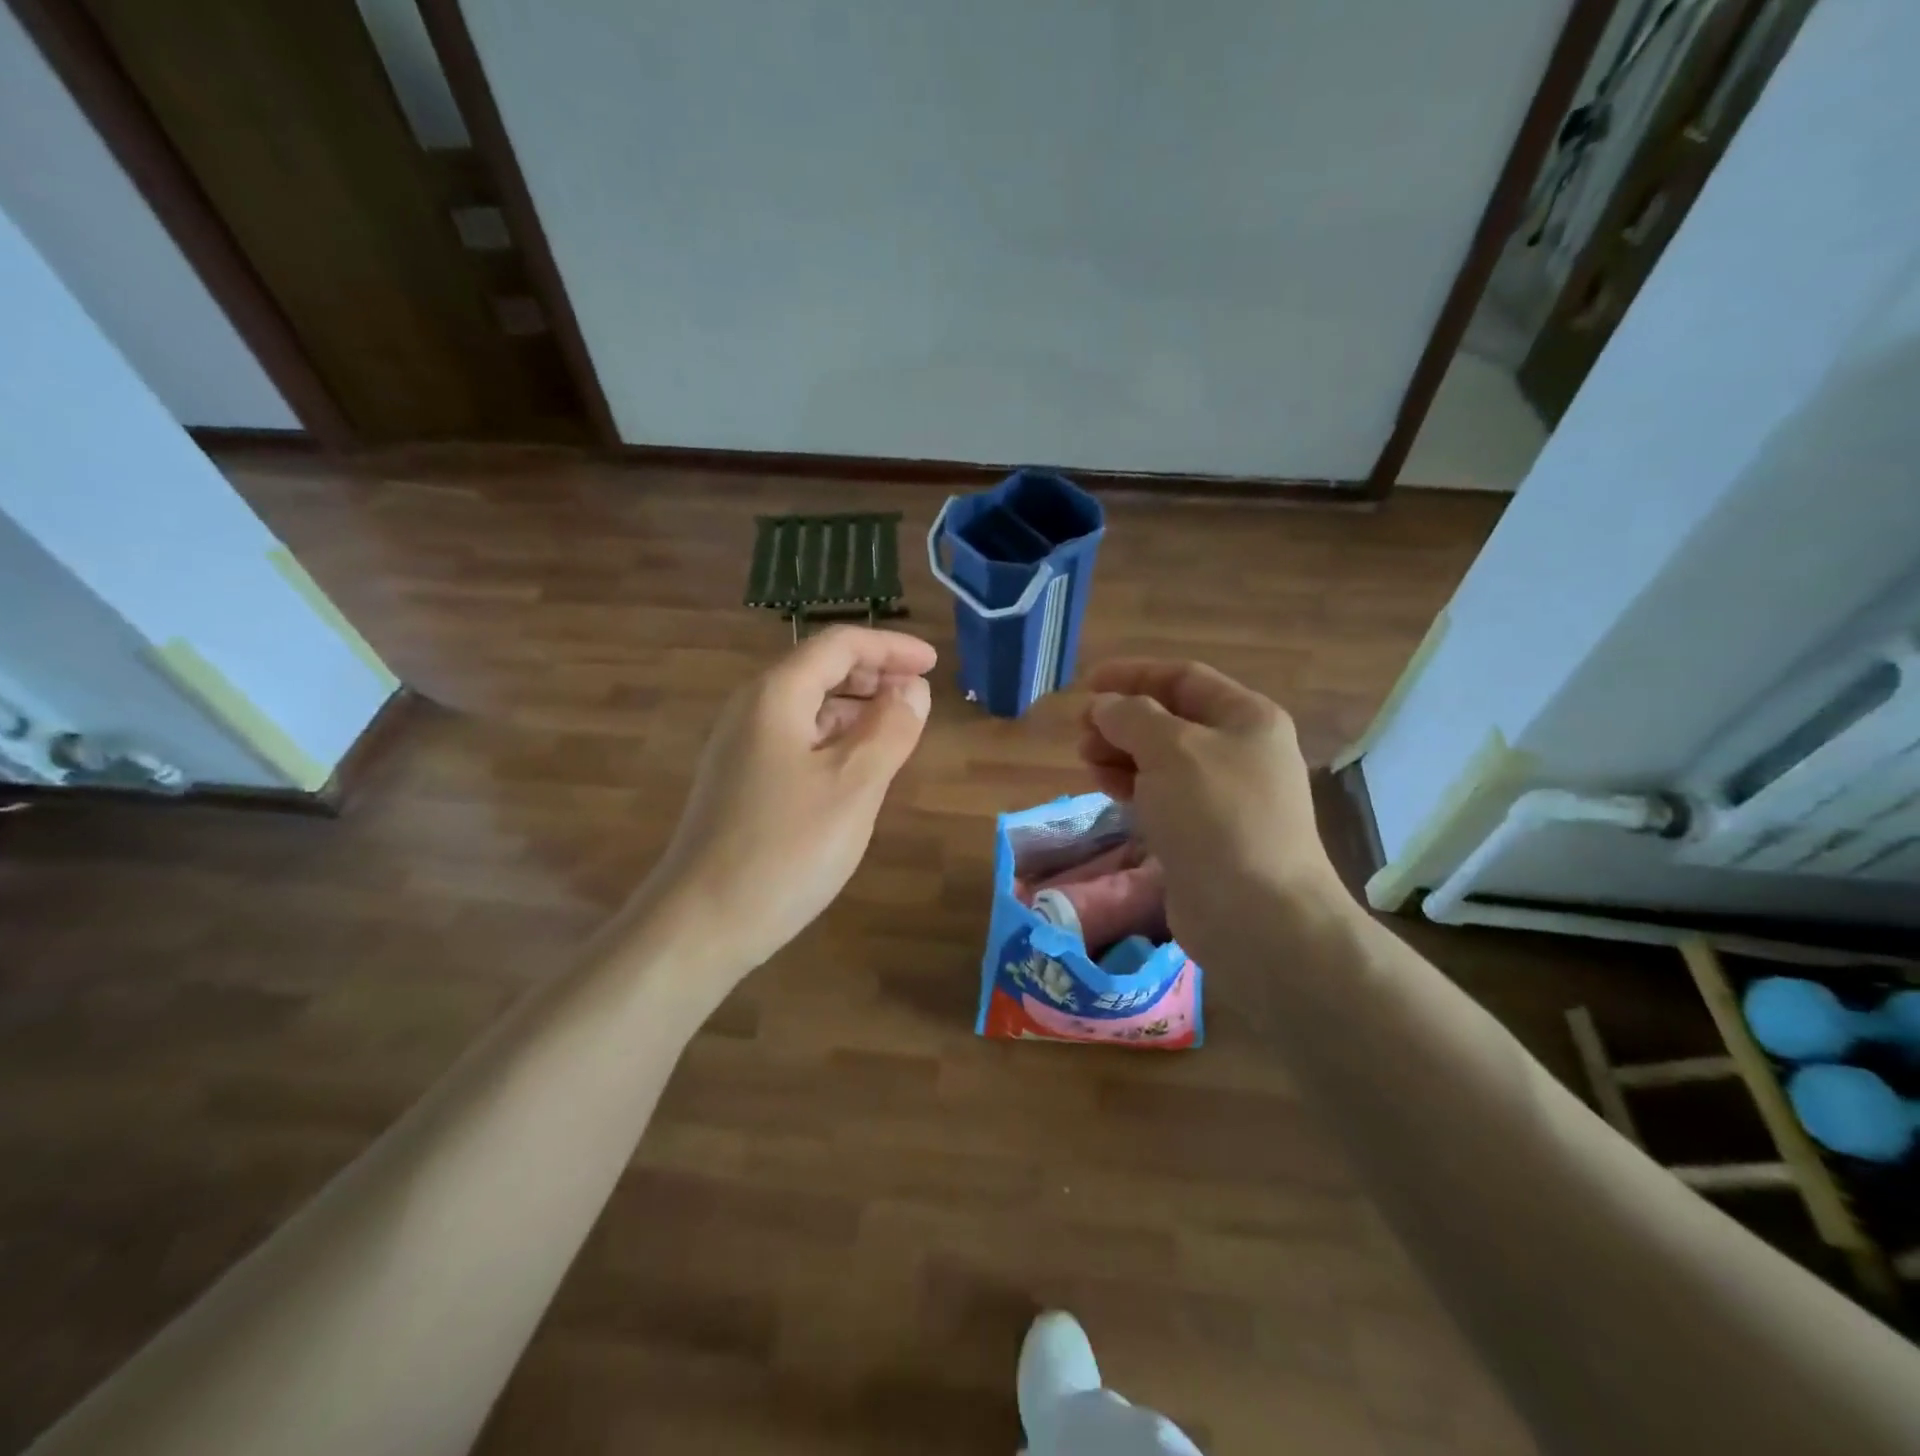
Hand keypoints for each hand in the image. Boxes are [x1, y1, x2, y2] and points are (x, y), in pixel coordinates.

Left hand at [645, 627, 935, 974]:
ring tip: (898, 728)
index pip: (839, 645)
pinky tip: (856, 767)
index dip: (891, 647)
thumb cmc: (786, 849)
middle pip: (819, 670)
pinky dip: (834, 739)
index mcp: (777, 696)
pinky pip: (795, 739)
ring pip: (807, 707)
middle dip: (874, 674)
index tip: (933, 664)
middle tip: (920, 695)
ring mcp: (740, 747)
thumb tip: (912, 689)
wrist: (702, 923)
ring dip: (856, 707)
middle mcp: (752, 710)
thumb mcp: (854, 786)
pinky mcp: (740, 782)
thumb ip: (890, 729)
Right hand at [1078, 660, 1353, 963]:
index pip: (1183, 678)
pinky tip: (1107, 790)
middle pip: (1170, 719)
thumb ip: (1132, 717)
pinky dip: (1133, 787)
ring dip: (1121, 754)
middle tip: (1081, 734)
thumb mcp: (1172, 749)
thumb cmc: (1217, 815)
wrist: (1255, 914)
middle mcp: (1239, 751)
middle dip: (1122, 720)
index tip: (1086, 685)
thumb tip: (1105, 706)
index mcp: (1246, 718)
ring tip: (1087, 763)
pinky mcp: (1205, 834)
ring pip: (1162, 760)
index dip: (1133, 675)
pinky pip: (1162, 796)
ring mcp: (1224, 796)